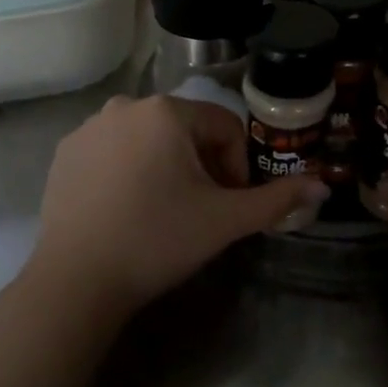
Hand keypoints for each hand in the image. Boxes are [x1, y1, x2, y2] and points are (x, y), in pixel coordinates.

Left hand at [28, 95, 327, 319]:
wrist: (77, 281)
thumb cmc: (158, 240)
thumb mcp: (224, 220)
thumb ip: (276, 199)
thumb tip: (322, 186)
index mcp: (166, 111)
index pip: (224, 127)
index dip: (236, 167)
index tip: (228, 205)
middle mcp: (125, 105)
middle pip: (186, 130)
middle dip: (202, 166)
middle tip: (200, 210)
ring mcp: (88, 127)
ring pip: (149, 139)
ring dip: (166, 167)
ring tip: (163, 212)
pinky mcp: (65, 152)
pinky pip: (114, 151)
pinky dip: (129, 171)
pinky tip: (126, 210)